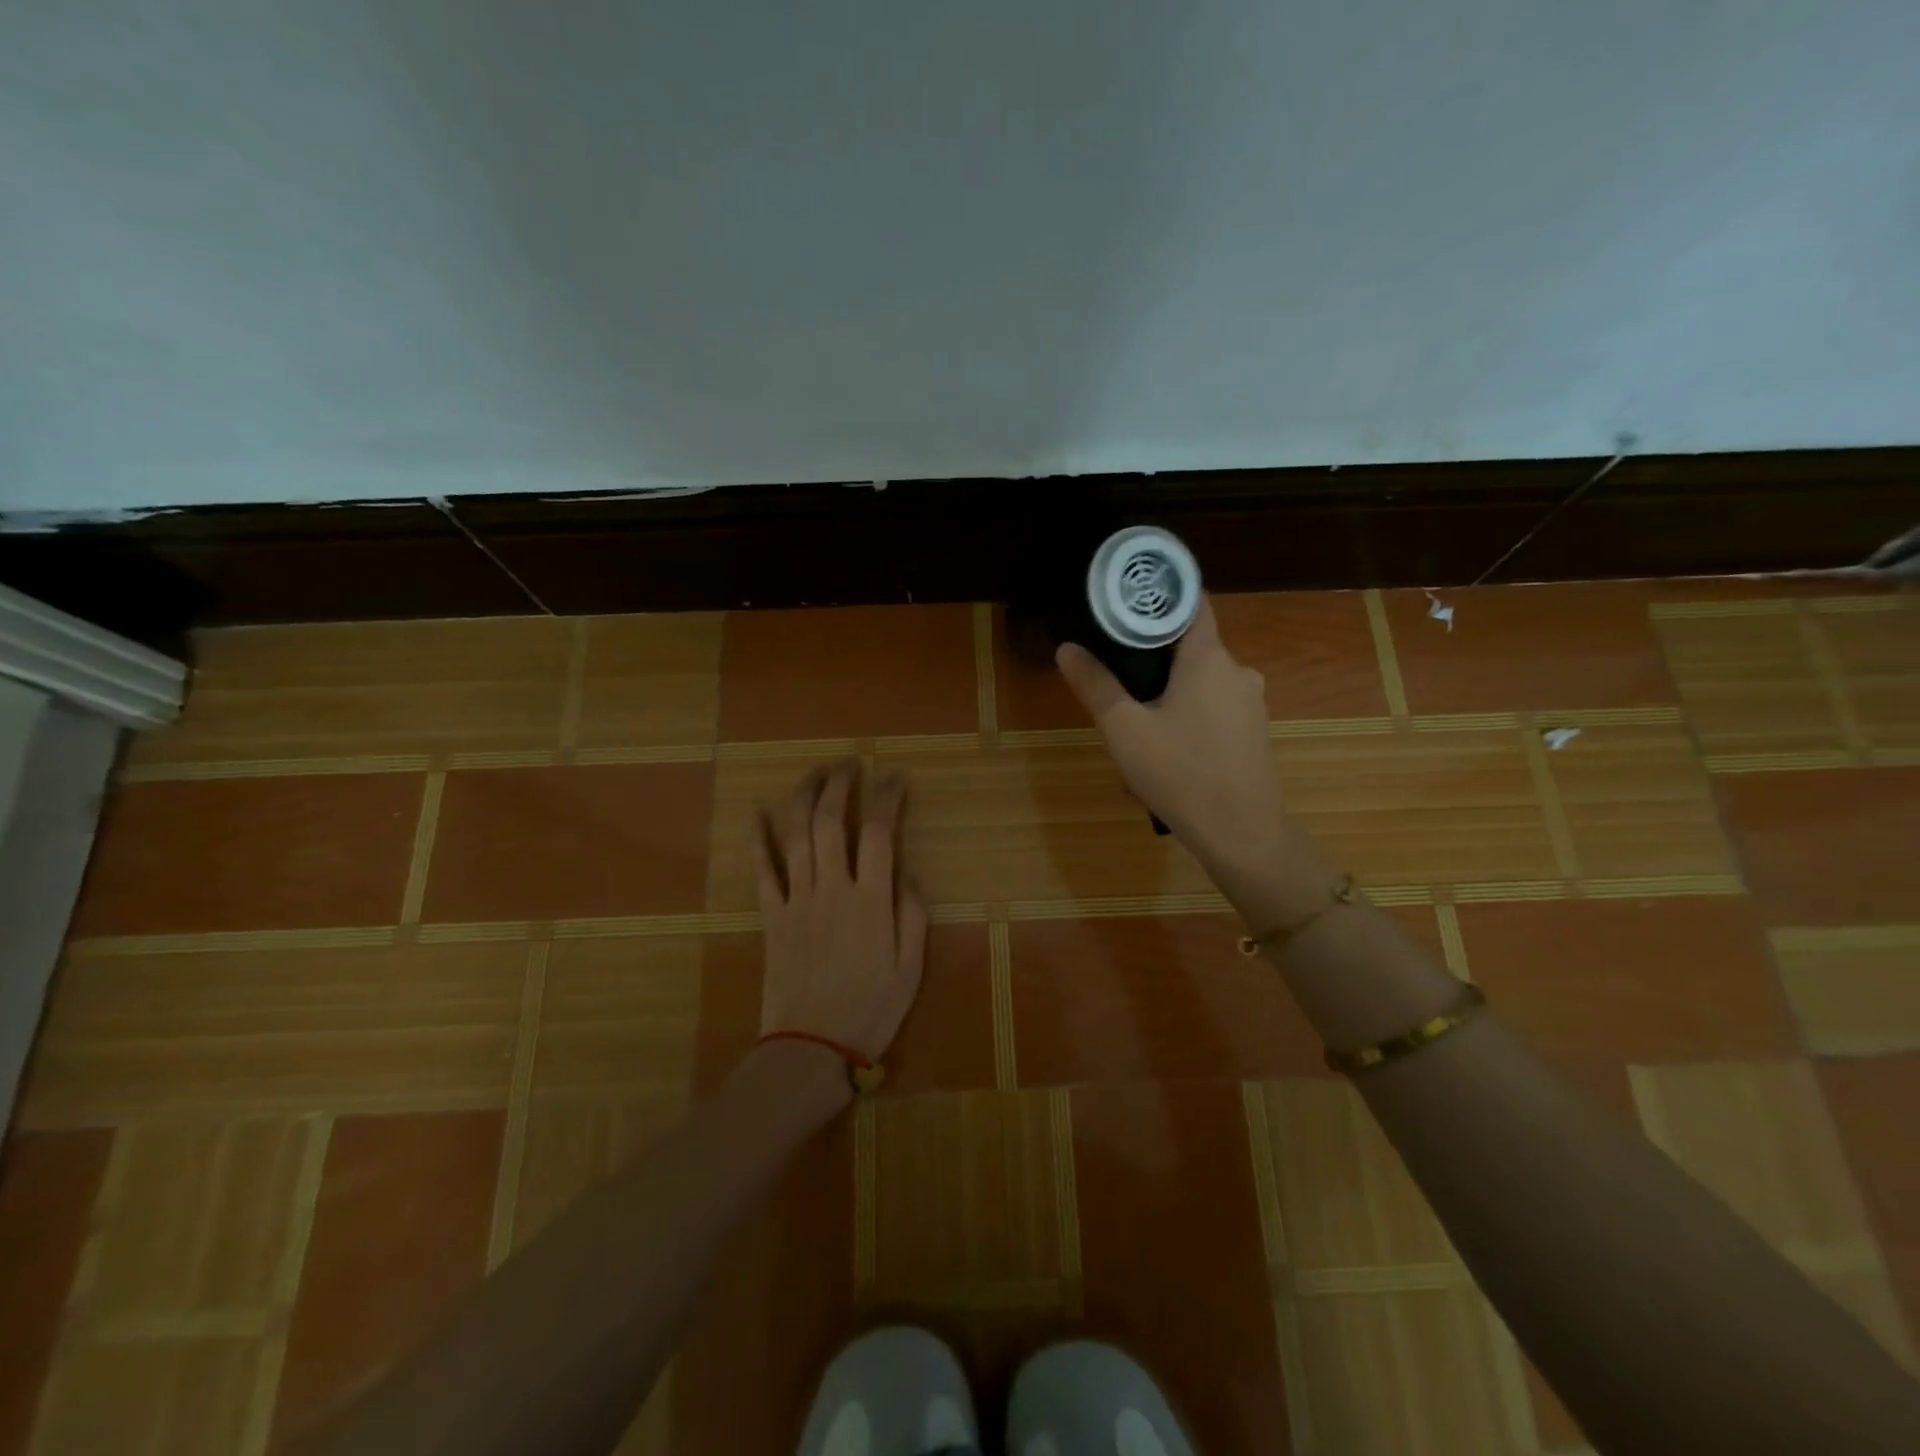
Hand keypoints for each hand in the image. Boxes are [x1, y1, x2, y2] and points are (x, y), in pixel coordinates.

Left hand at [753, 760, 928, 1063]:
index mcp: (870, 900)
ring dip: (803, 797)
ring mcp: (797, 900)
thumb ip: (913, 915)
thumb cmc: (870, 1010)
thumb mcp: (910, 968)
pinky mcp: (772, 917)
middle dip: (839, 785)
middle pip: (830, 821)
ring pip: (795, 836)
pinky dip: (758, 839)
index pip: (878, 831)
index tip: (895, 777)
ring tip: (815, 773)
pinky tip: (756, 813)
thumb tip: (908, 873)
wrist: (810, 1049)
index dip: (887, 797)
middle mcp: (831, 889)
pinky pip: (762, 871)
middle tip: (849, 764)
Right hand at [1056, 595, 1288, 871]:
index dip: (1161, 596)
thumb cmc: (1180, 772)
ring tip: (1136, 725)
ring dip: (1170, 694)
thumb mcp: (1124, 729)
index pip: (1192, 603)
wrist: (1241, 833)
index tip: (1129, 599)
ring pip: (1201, 682)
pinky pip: (1214, 709)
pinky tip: (1167, 751)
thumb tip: (1067, 648)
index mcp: (1208, 658)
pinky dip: (1189, 716)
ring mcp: (1251, 703)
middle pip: (1191, 646)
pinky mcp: (1254, 732)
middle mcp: (1237, 670)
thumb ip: (1095, 685)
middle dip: (1154, 658)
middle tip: (1117, 678)